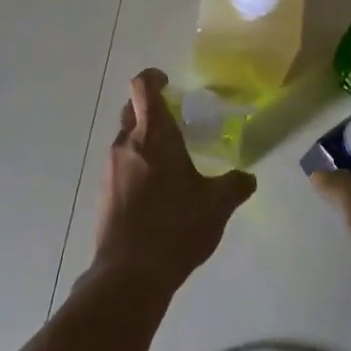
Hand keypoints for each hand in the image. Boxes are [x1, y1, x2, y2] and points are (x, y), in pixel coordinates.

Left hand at [92, 70, 255, 289]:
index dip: (153, 78)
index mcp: (153, 135)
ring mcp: (110, 167)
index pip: (143, 87)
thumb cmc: (176, 227)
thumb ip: (234, 185)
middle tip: (175, 125)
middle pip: (131, 109)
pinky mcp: (103, 191)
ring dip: (143, 140)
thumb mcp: (216, 206)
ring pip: (125, 138)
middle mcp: (127, 143)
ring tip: (168, 163)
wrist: (130, 273)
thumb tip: (247, 178)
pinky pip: (119, 164)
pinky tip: (154, 192)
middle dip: (150, 110)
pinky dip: (135, 165)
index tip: (167, 83)